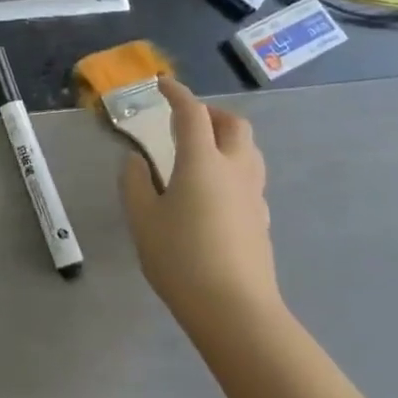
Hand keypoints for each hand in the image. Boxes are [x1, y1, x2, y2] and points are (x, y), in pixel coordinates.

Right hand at [120, 78, 281, 332]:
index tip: (162, 84)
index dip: (177, 93)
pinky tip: (214, 192)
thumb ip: (136, 183)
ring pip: (250, 151)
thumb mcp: (143, 220)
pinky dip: (233, 169)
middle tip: (187, 120)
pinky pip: (251, 179)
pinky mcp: (262, 222)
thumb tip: (137, 161)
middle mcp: (234, 170)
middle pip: (234, 125)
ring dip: (228, 139)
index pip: (192, 113)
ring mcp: (254, 197)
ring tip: (202, 152)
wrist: (236, 313)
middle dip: (212, 113)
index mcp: (202, 162)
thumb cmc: (181, 259)